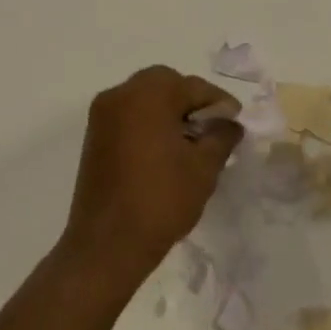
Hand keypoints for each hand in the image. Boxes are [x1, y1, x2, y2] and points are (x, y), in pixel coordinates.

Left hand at [60, 67, 242, 289]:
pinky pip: (128, 117)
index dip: (219, 102)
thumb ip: (222, 136)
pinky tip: (167, 151)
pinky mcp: (94, 137)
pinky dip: (149, 123)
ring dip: (169, 111)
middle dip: (191, 101)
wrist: (107, 245)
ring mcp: (102, 116)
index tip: (236, 122)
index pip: (193, 86)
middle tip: (213, 127)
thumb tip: (229, 122)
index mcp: (147, 95)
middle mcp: (119, 95)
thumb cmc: (161, 200)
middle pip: (164, 84)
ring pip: (144, 99)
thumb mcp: (204, 167)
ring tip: (192, 142)